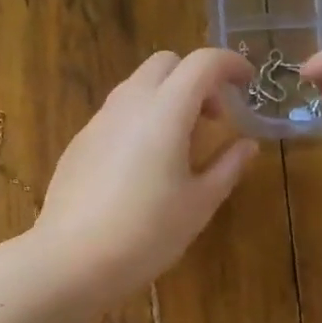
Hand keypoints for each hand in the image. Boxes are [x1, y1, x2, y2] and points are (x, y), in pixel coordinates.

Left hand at [35, 48, 259, 304]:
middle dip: (196, 78)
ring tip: (181, 144)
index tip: (249, 83)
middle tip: (214, 118)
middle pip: (165, 64)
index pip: (203, 62)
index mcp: (165, 111)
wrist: (72, 259)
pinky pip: (116, 114)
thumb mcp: (199, 204)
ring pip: (137, 86)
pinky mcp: (79, 144)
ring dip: (166, 98)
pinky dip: (141, 120)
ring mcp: (98, 122)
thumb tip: (247, 145)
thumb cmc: (147, 233)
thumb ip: (227, 167)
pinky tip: (144, 165)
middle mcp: (128, 104)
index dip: (231, 64)